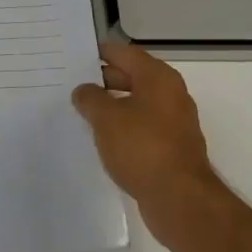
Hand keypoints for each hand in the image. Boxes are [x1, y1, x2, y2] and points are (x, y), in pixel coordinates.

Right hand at [72, 43, 224, 247]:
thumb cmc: (142, 147)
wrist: (180, 199)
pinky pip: (142, 127)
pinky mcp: (171, 147)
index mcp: (158, 78)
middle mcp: (170, 94)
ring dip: (112, 106)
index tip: (74, 56)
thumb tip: (84, 91)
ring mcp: (174, 122)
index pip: (124, 53)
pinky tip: (102, 139)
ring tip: (82, 112)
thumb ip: (90, 98)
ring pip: (136, 104)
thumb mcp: (106, 118)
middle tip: (72, 85)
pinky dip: (123, 128)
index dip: (99, 53)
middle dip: (102, 80)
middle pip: (132, 77)